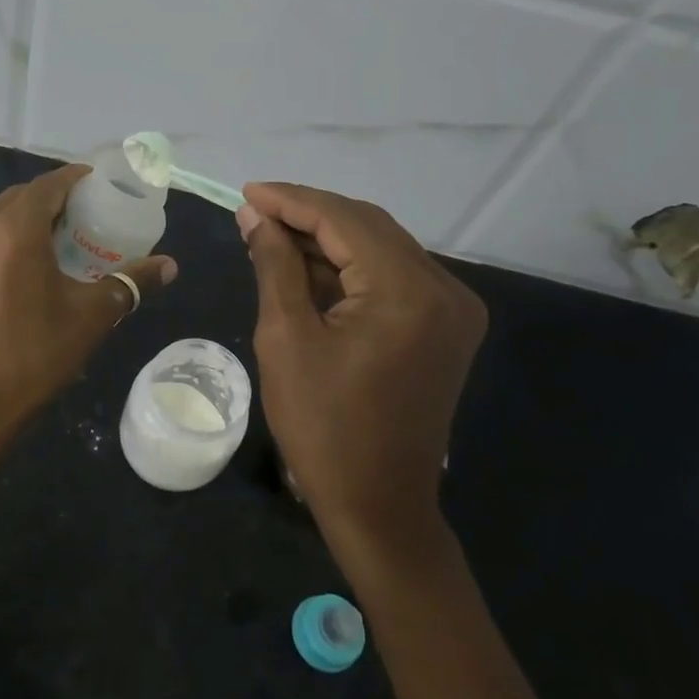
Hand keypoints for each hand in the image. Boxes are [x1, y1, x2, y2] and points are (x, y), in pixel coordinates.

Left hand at [0, 163, 176, 471]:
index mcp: (12, 230)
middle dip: (51, 200)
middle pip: (18, 198)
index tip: (99, 185)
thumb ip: (130, 283)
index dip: (75, 179)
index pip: (48, 185)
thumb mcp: (89, 319)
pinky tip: (18, 270)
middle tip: (83, 217)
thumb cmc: (32, 359)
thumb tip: (169, 266)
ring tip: (54, 241)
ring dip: (23, 220)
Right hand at [237, 182, 485, 550]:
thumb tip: (255, 216)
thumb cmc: (322, 427)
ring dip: (328, 240)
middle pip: (368, 226)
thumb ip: (275, 265)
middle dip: (309, 215)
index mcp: (406, 291)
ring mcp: (452, 309)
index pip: (343, 220)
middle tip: (254, 213)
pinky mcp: (446, 327)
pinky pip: (393, 277)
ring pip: (382, 248)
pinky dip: (351, 268)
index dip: (290, 200)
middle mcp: (444, 288)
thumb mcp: (286, 338)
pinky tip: (309, 267)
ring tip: (272, 237)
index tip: (246, 193)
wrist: (379, 505)